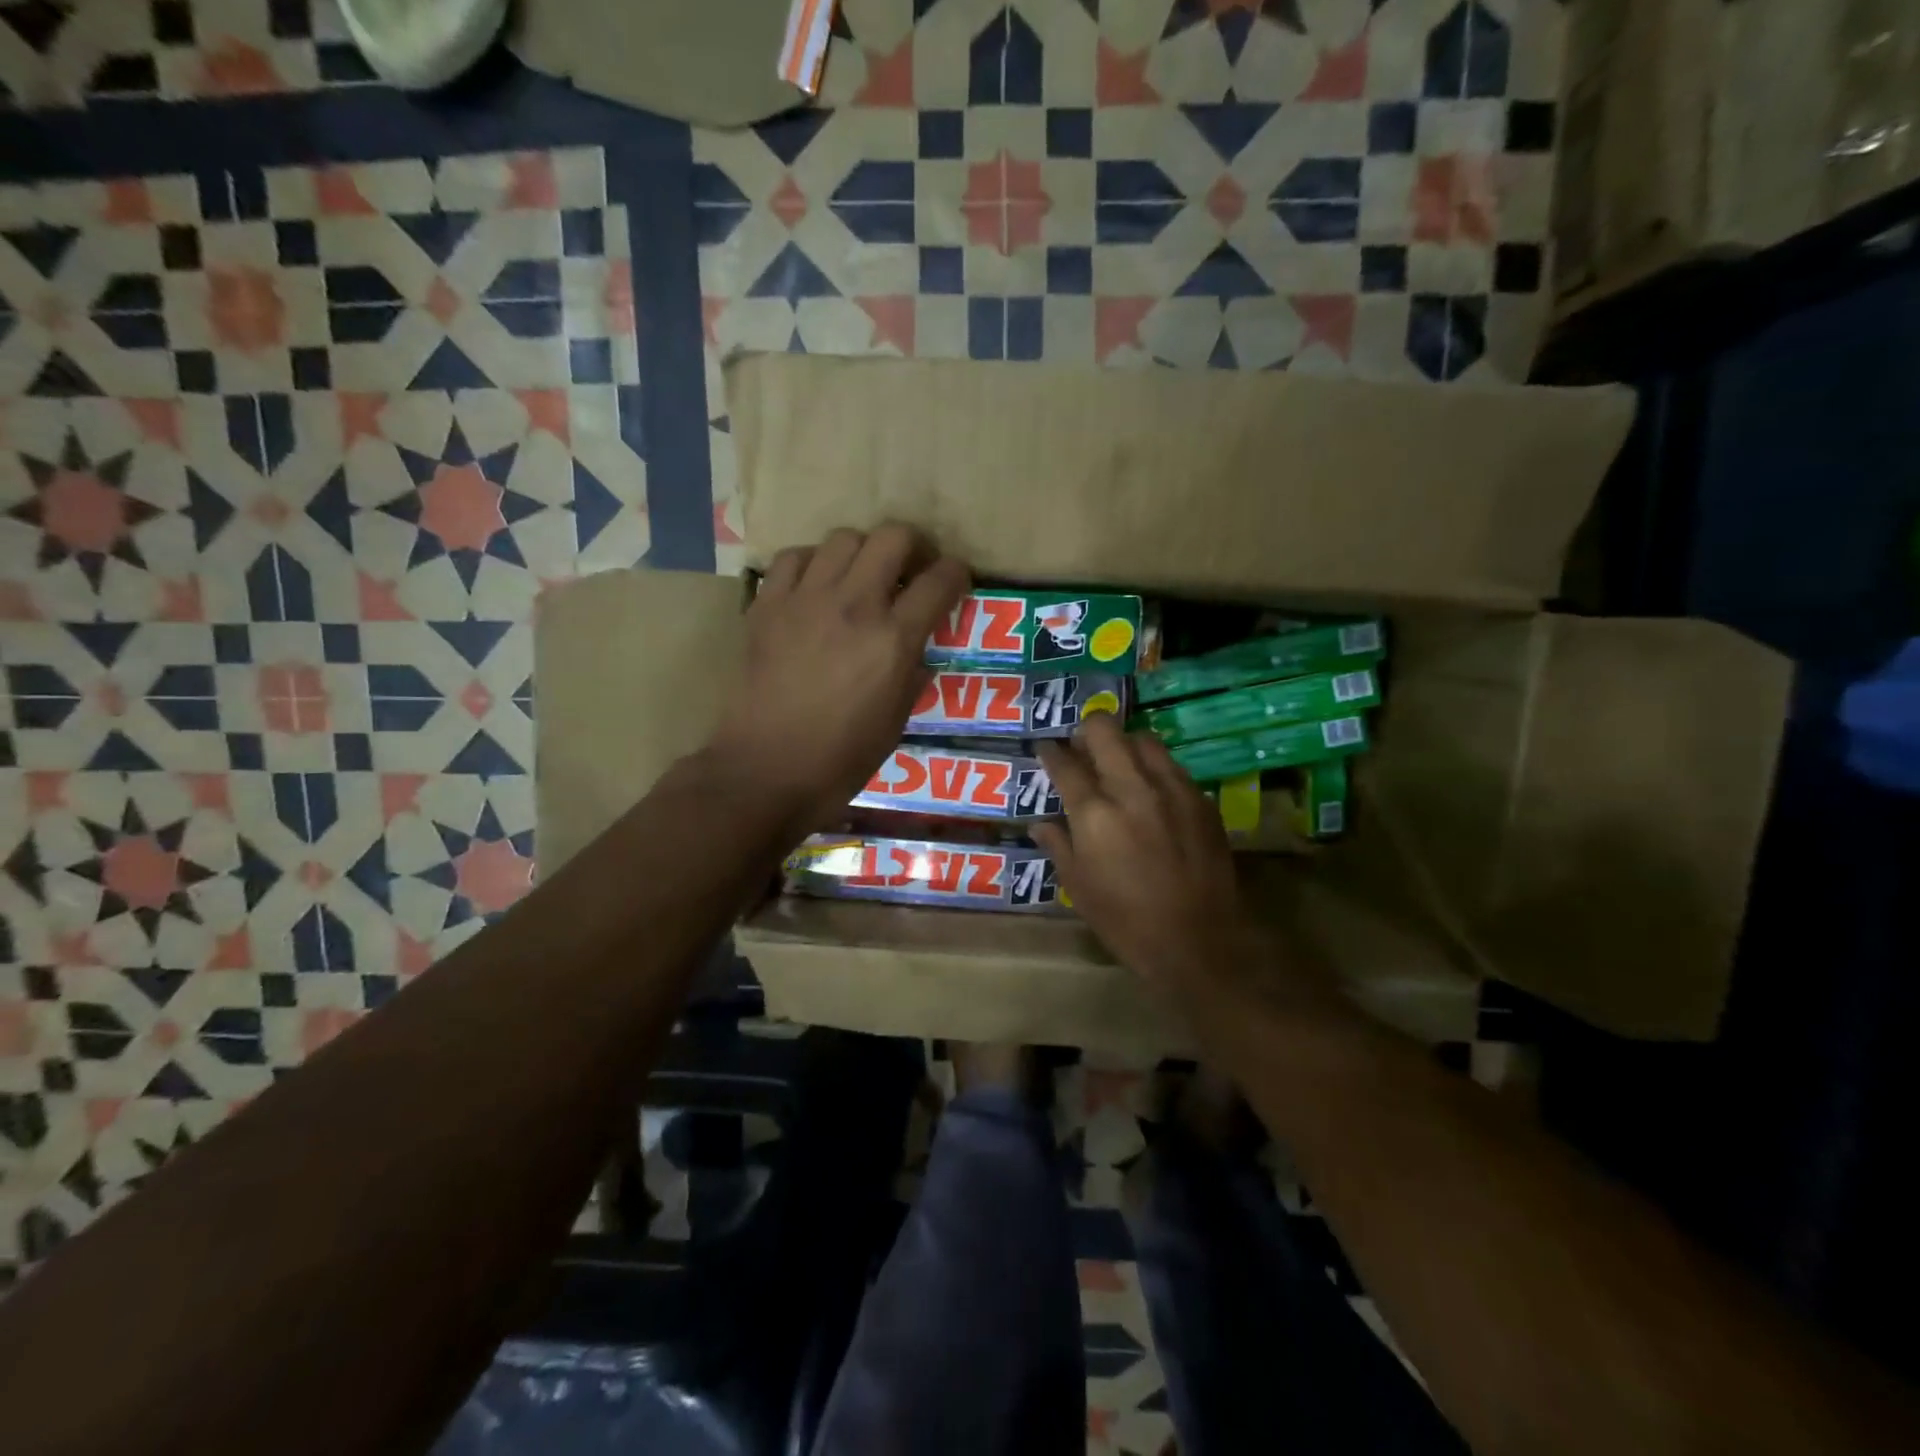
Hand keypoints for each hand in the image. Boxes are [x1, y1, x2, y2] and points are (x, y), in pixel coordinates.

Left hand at [709, 524, 969, 834]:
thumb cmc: (839, 760)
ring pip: (844, 537)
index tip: (956, 581)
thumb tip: (918, 653)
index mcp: (893, 640)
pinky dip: (813, 563)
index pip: (940, 580)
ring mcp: (806, 600)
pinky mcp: (767, 605)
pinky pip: (794, 558)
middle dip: (913, 547)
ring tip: (861, 578)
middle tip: (911, 571)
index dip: (957, 573)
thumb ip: (912, 677)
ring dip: (863, 552)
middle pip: (893, 537)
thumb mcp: (896, 724)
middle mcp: (854, 605)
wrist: (764, 771)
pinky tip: (816, 587)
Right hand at [1032, 716, 1258, 992]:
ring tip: (1117, 762)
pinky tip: (1150, 790)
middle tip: (1080, 747)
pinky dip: (1153, 768)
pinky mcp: (1201, 800)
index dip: (1050, 752)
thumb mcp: (1079, 888)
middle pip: (1105, 731)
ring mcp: (1172, 790)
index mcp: (1094, 813)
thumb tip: (1040, 824)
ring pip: (1143, 739)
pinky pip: (1171, 766)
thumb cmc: (1126, 921)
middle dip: (1086, 731)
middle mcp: (1132, 789)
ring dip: (1123, 744)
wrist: (1198, 941)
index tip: (1046, 749)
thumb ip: (1058, 846)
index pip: (1065, 764)